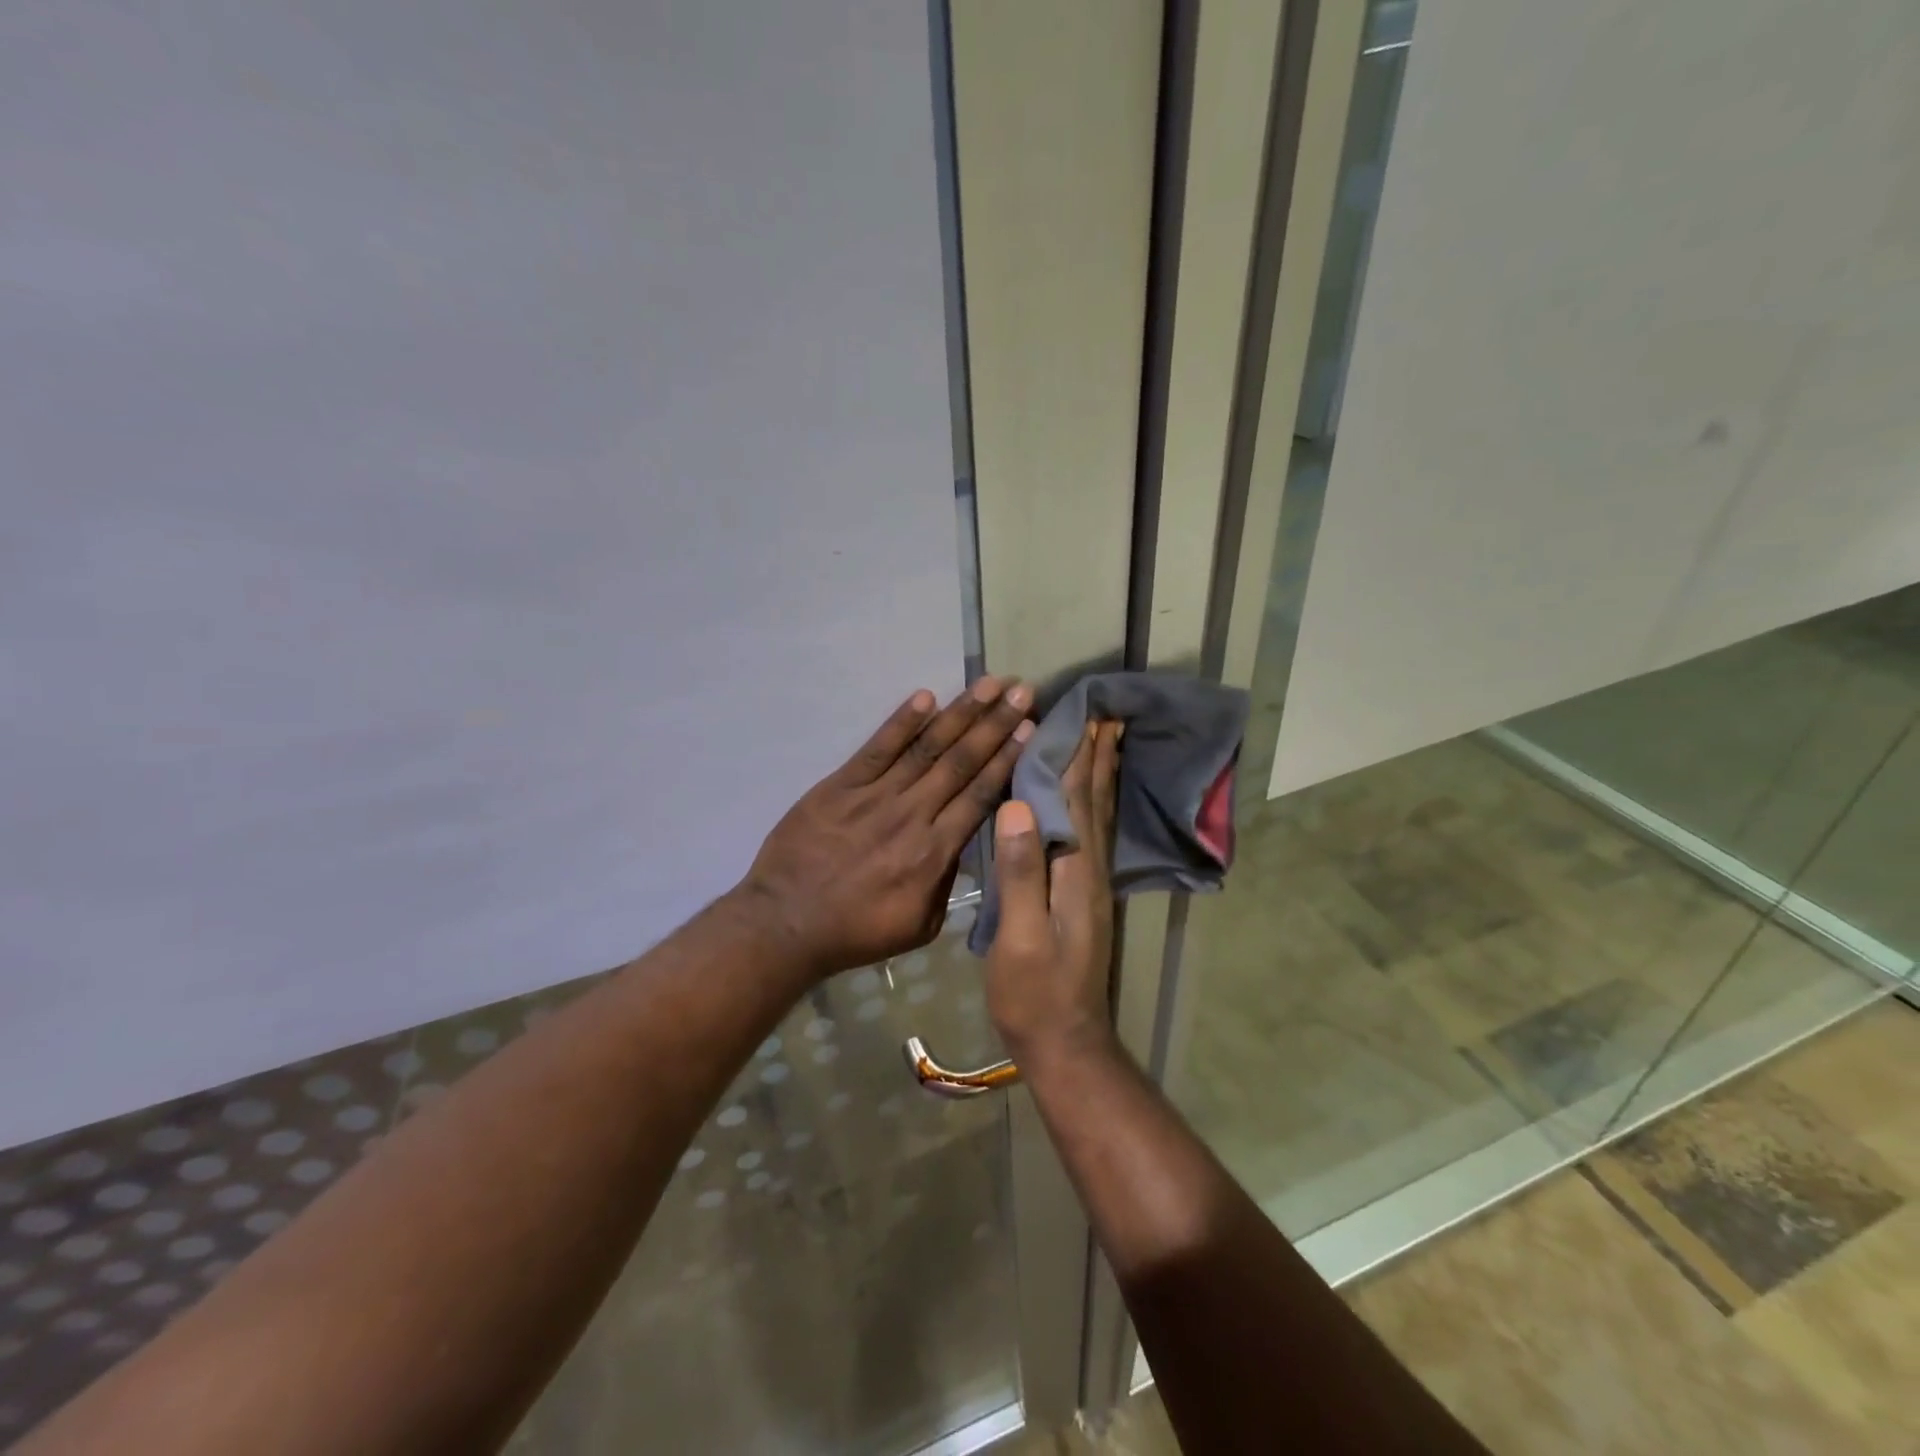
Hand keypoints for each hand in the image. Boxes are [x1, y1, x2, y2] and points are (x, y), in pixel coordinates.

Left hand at [732, 677, 1034, 980]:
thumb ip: (948, 880)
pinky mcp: (840, 785)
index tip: (1030, 729)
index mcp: (934, 853)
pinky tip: (925, 697)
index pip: (979, 795)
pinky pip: (876, 748)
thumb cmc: (857, 931)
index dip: (1006, 759)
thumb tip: (964, 842)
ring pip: (926, 748)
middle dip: (995, 725)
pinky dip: (901, 722)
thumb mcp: (920, 924)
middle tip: (1021, 692)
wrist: (787, 923)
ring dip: (960, 713)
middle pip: (960, 762)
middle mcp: (911, 815)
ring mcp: (874, 796)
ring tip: (988, 685)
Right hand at [985, 720, 1121, 1065]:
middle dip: (1099, 758)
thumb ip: (1020, 873)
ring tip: (1107, 743)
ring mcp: (1091, 886)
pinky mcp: (1083, 898)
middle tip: (1106, 715)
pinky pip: (1091, 836)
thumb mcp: (1019, 937)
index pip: (1078, 802)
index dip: (1080, 758)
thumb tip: (1019, 805)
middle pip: (1096, 803)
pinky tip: (1089, 800)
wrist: (1063, 1043)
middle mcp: (1092, 871)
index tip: (1085, 715)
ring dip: (1102, 777)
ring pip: (1099, 818)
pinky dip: (1094, 806)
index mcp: (1076, 873)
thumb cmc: (1034, 993)